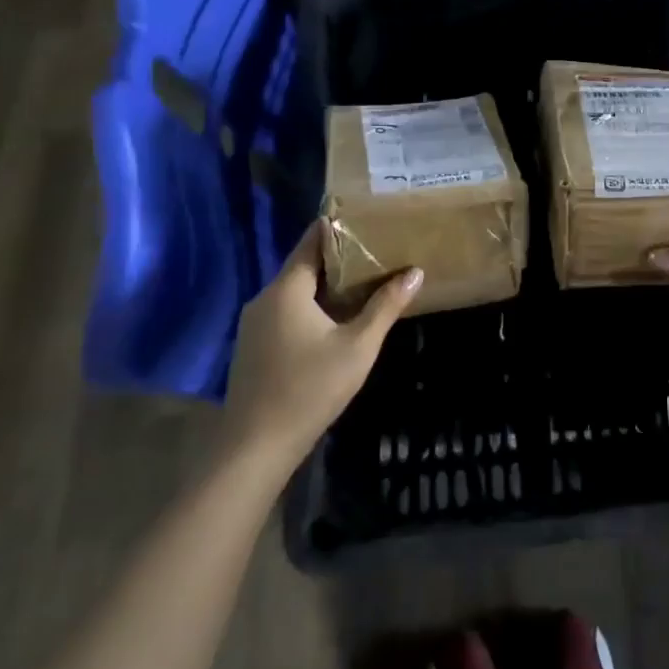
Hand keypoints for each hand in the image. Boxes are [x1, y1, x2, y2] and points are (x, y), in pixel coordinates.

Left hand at [223, 221, 420, 474]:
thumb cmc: (309, 389)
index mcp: (287, 289)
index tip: (367, 220)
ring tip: (363, 282)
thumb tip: (415, 273)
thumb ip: (386, 306)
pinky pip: (285, 312)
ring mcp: (254, 324)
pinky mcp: (253, 347)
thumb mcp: (358, 347)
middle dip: (339, 258)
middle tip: (376, 251)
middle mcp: (265, 298)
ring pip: (295, 291)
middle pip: (304, 265)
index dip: (339, 227)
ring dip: (326, 285)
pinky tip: (335, 320)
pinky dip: (310, 307)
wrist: (254, 448)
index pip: (312, 240)